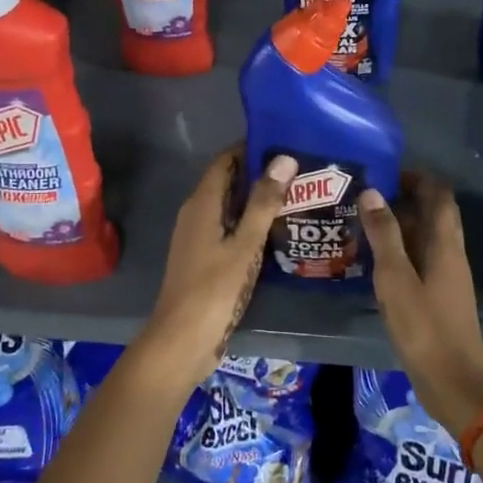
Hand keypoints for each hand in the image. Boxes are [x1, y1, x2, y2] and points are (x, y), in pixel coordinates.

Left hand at [133, 148, 294, 394]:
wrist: (182, 341)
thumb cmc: (213, 289)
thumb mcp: (244, 244)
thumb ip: (264, 202)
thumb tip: (284, 158)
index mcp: (201, 203)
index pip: (225, 161)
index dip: (251, 148)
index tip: (285, 141)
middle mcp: (196, 214)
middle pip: (228, 182)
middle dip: (260, 174)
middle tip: (300, 169)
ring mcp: (198, 238)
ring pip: (230, 207)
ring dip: (257, 200)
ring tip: (297, 195)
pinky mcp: (205, 259)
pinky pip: (230, 229)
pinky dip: (251, 224)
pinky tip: (277, 231)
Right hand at [359, 175, 482, 434]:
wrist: (455, 385)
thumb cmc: (425, 329)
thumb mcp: (396, 280)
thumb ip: (384, 236)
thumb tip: (372, 192)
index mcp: (445, 244)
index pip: (439, 195)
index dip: (416, 178)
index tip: (384, 172)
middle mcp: (450, 254)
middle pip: (433, 213)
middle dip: (404, 198)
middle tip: (365, 196)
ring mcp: (446, 276)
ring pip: (425, 237)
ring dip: (399, 225)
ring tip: (362, 222)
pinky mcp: (438, 296)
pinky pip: (420, 258)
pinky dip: (400, 250)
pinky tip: (373, 260)